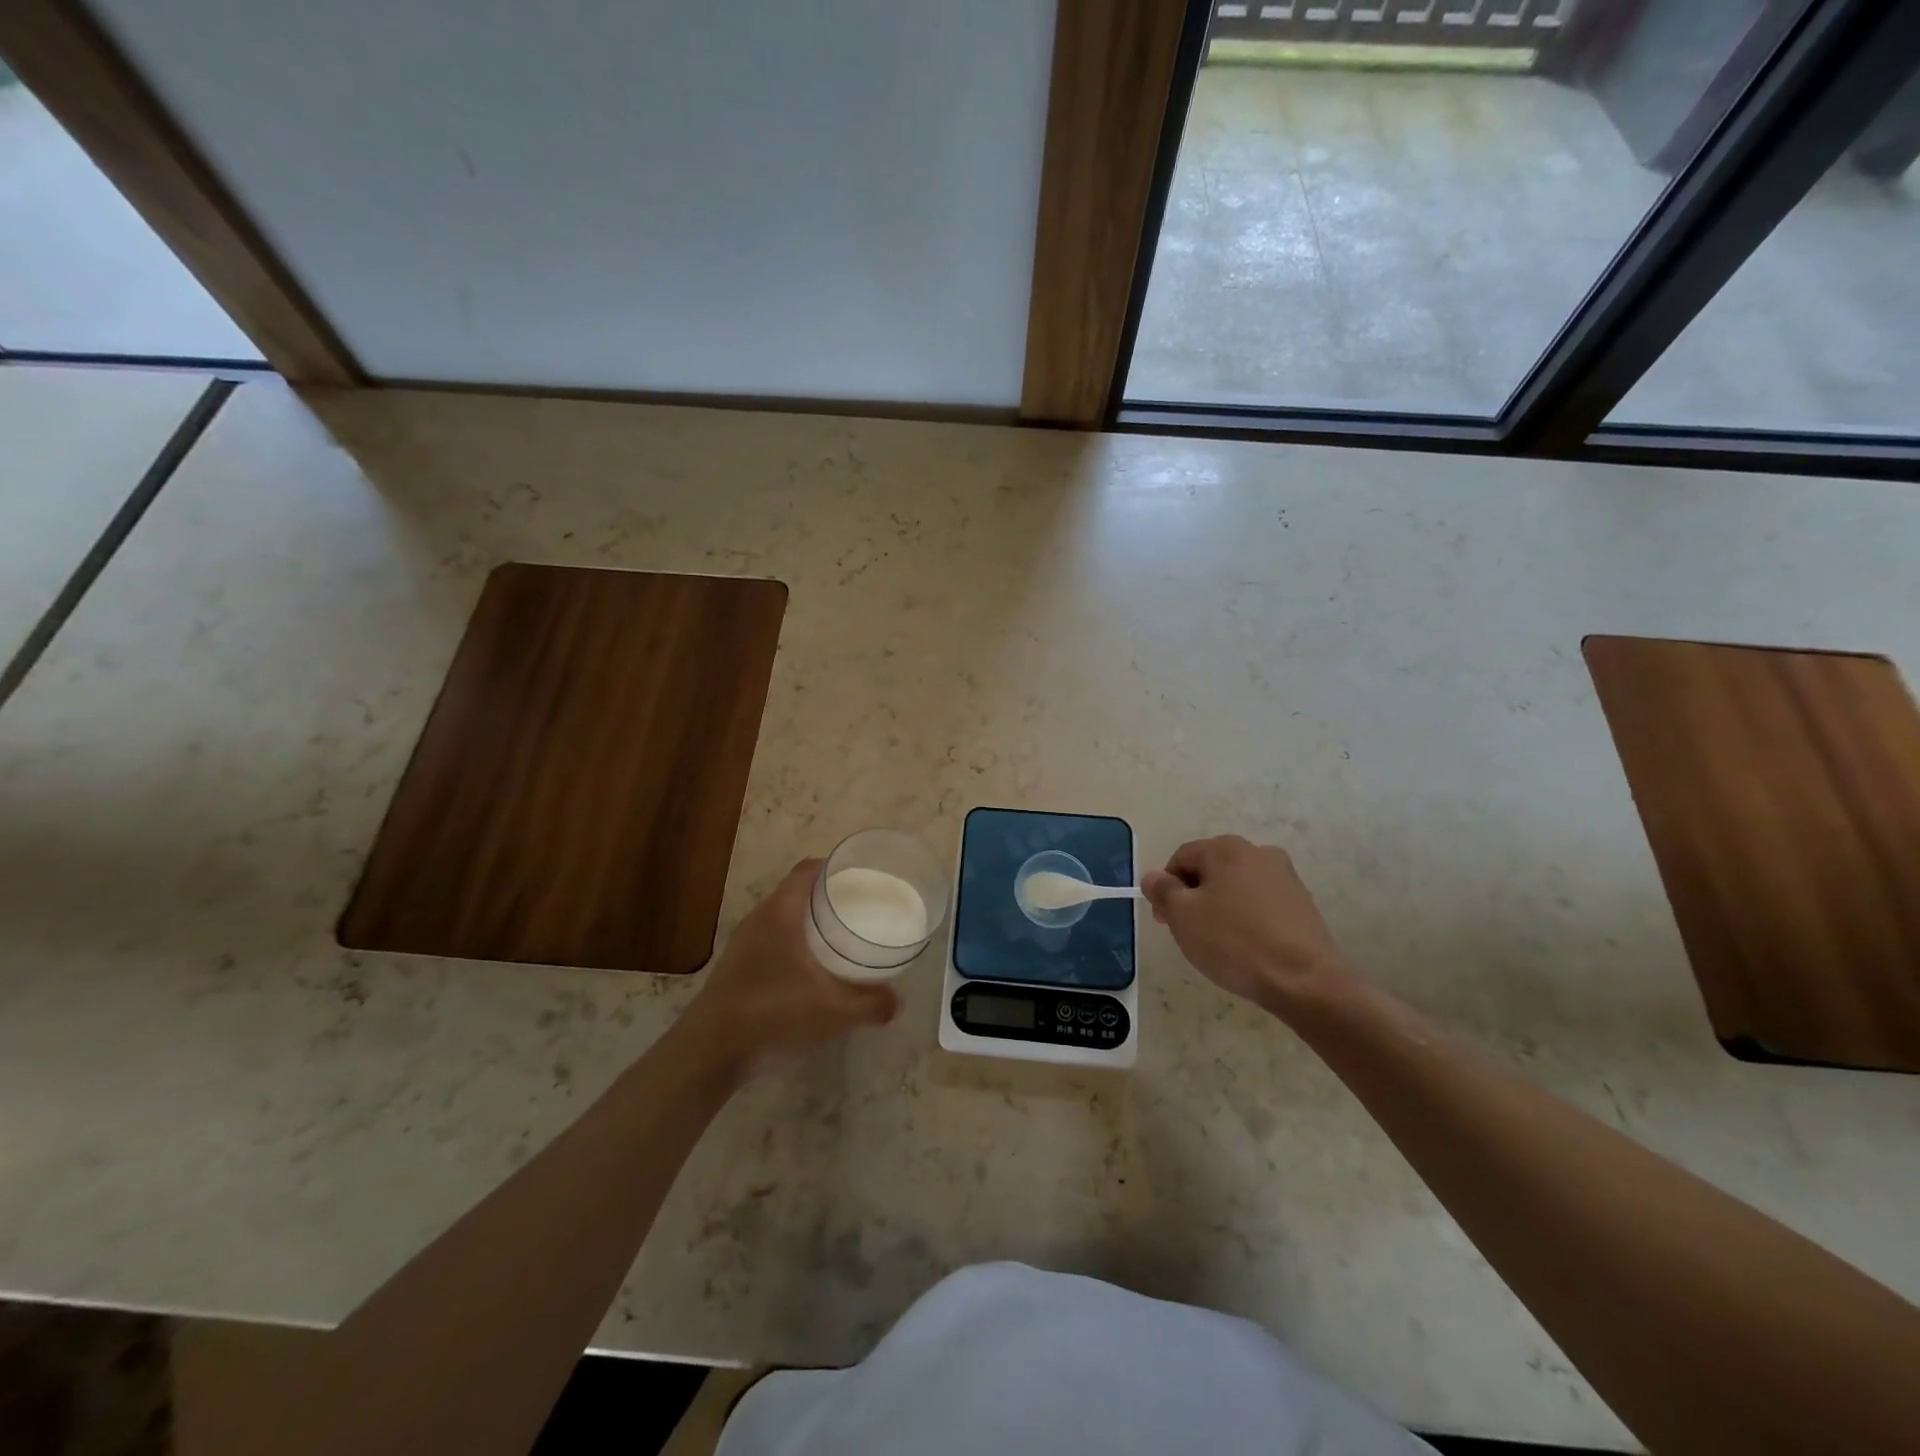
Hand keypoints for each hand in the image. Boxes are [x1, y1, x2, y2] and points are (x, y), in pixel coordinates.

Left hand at [683, 859, 899, 1080]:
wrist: (708, 1053)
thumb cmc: (772, 1014)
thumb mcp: (833, 1011)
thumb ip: (870, 1004)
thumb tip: (897, 1002)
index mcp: (780, 914)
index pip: (806, 871)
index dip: (832, 867)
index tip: (859, 875)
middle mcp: (758, 921)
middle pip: (794, 893)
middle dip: (825, 896)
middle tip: (857, 908)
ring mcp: (741, 946)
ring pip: (780, 920)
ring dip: (806, 923)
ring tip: (836, 939)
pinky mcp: (734, 971)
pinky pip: (769, 943)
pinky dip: (791, 947)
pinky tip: (808, 973)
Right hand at [1141, 836, 1352, 1019]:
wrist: (1305, 981)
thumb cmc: (1234, 942)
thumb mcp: (1183, 916)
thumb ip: (1162, 890)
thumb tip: (1153, 877)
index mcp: (1226, 848)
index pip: (1182, 858)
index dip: (1166, 887)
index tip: (1165, 919)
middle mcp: (1258, 853)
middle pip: (1211, 870)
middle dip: (1193, 897)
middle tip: (1187, 933)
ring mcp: (1285, 878)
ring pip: (1237, 888)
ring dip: (1220, 908)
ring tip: (1218, 944)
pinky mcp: (1303, 905)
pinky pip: (1261, 905)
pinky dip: (1247, 920)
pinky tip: (1246, 947)